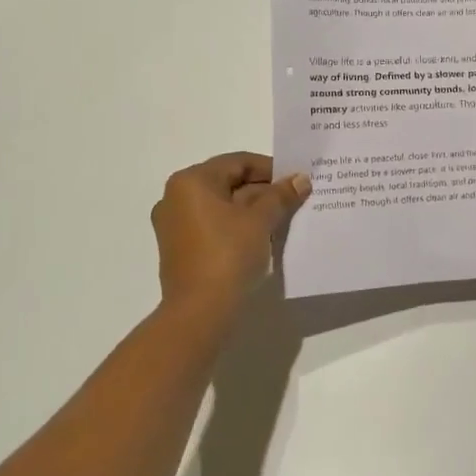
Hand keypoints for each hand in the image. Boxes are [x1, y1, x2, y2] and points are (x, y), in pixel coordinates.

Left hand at [150, 152, 309, 319]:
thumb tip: (300, 179)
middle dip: (263, 191)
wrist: (199, 312)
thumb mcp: (260, 220)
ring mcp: (175, 225)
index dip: (271, 169)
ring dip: (252, 210)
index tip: (295, 181)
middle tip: (293, 200)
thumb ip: (281, 195)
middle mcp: (176, 197)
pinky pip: (213, 226)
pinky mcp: (180, 248)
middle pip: (229, 182)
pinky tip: (262, 237)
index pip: (238, 162)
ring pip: (222, 206)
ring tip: (283, 218)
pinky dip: (237, 226)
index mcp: (191, 181)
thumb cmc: (228, 254)